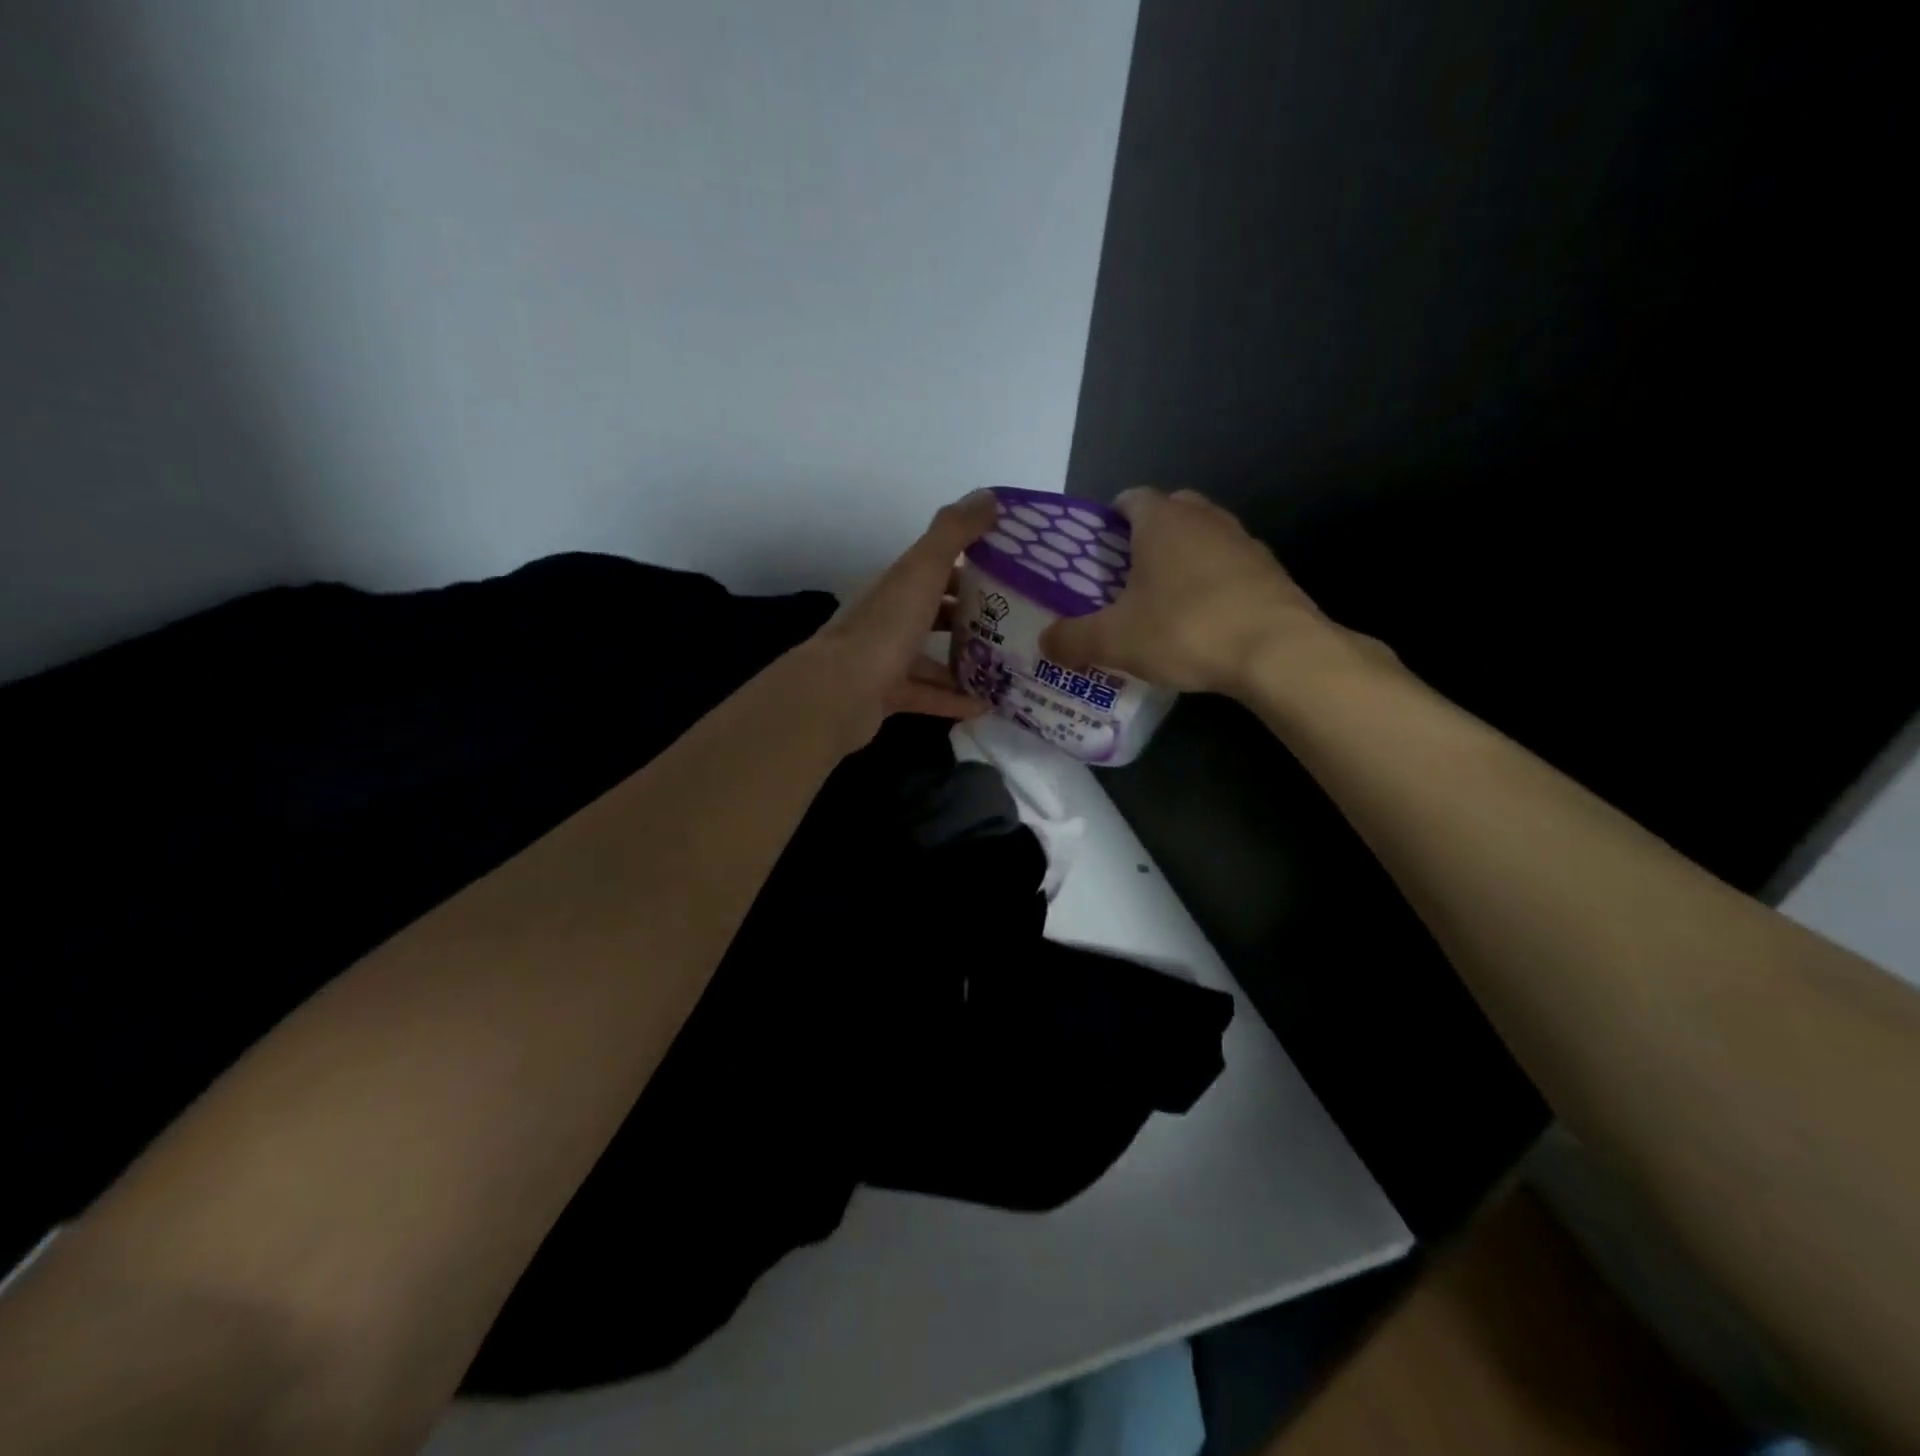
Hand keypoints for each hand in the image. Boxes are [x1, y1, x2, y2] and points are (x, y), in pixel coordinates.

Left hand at [806, 490, 998, 746]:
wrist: (839, 693)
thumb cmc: (885, 628)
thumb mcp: (922, 570)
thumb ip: (953, 533)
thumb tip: (989, 495)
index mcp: (897, 585)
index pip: (936, 568)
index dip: (972, 566)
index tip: (1012, 573)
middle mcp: (890, 618)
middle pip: (935, 611)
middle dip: (973, 615)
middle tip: (1017, 622)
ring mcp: (886, 659)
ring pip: (931, 655)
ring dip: (966, 659)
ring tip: (1008, 665)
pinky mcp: (887, 695)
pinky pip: (928, 695)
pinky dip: (954, 698)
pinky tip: (986, 705)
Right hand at [1039, 487, 1341, 697]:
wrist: (1277, 652)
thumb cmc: (1185, 630)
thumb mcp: (1114, 641)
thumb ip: (1072, 639)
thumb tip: (1044, 642)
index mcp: (1161, 521)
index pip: (1129, 498)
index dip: (1109, 520)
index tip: (1098, 552)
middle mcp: (1204, 518)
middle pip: (1169, 512)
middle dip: (1147, 536)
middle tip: (1127, 575)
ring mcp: (1243, 541)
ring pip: (1203, 537)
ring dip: (1184, 558)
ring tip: (1165, 600)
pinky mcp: (1270, 571)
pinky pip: (1230, 566)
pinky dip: (1214, 582)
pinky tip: (1205, 620)